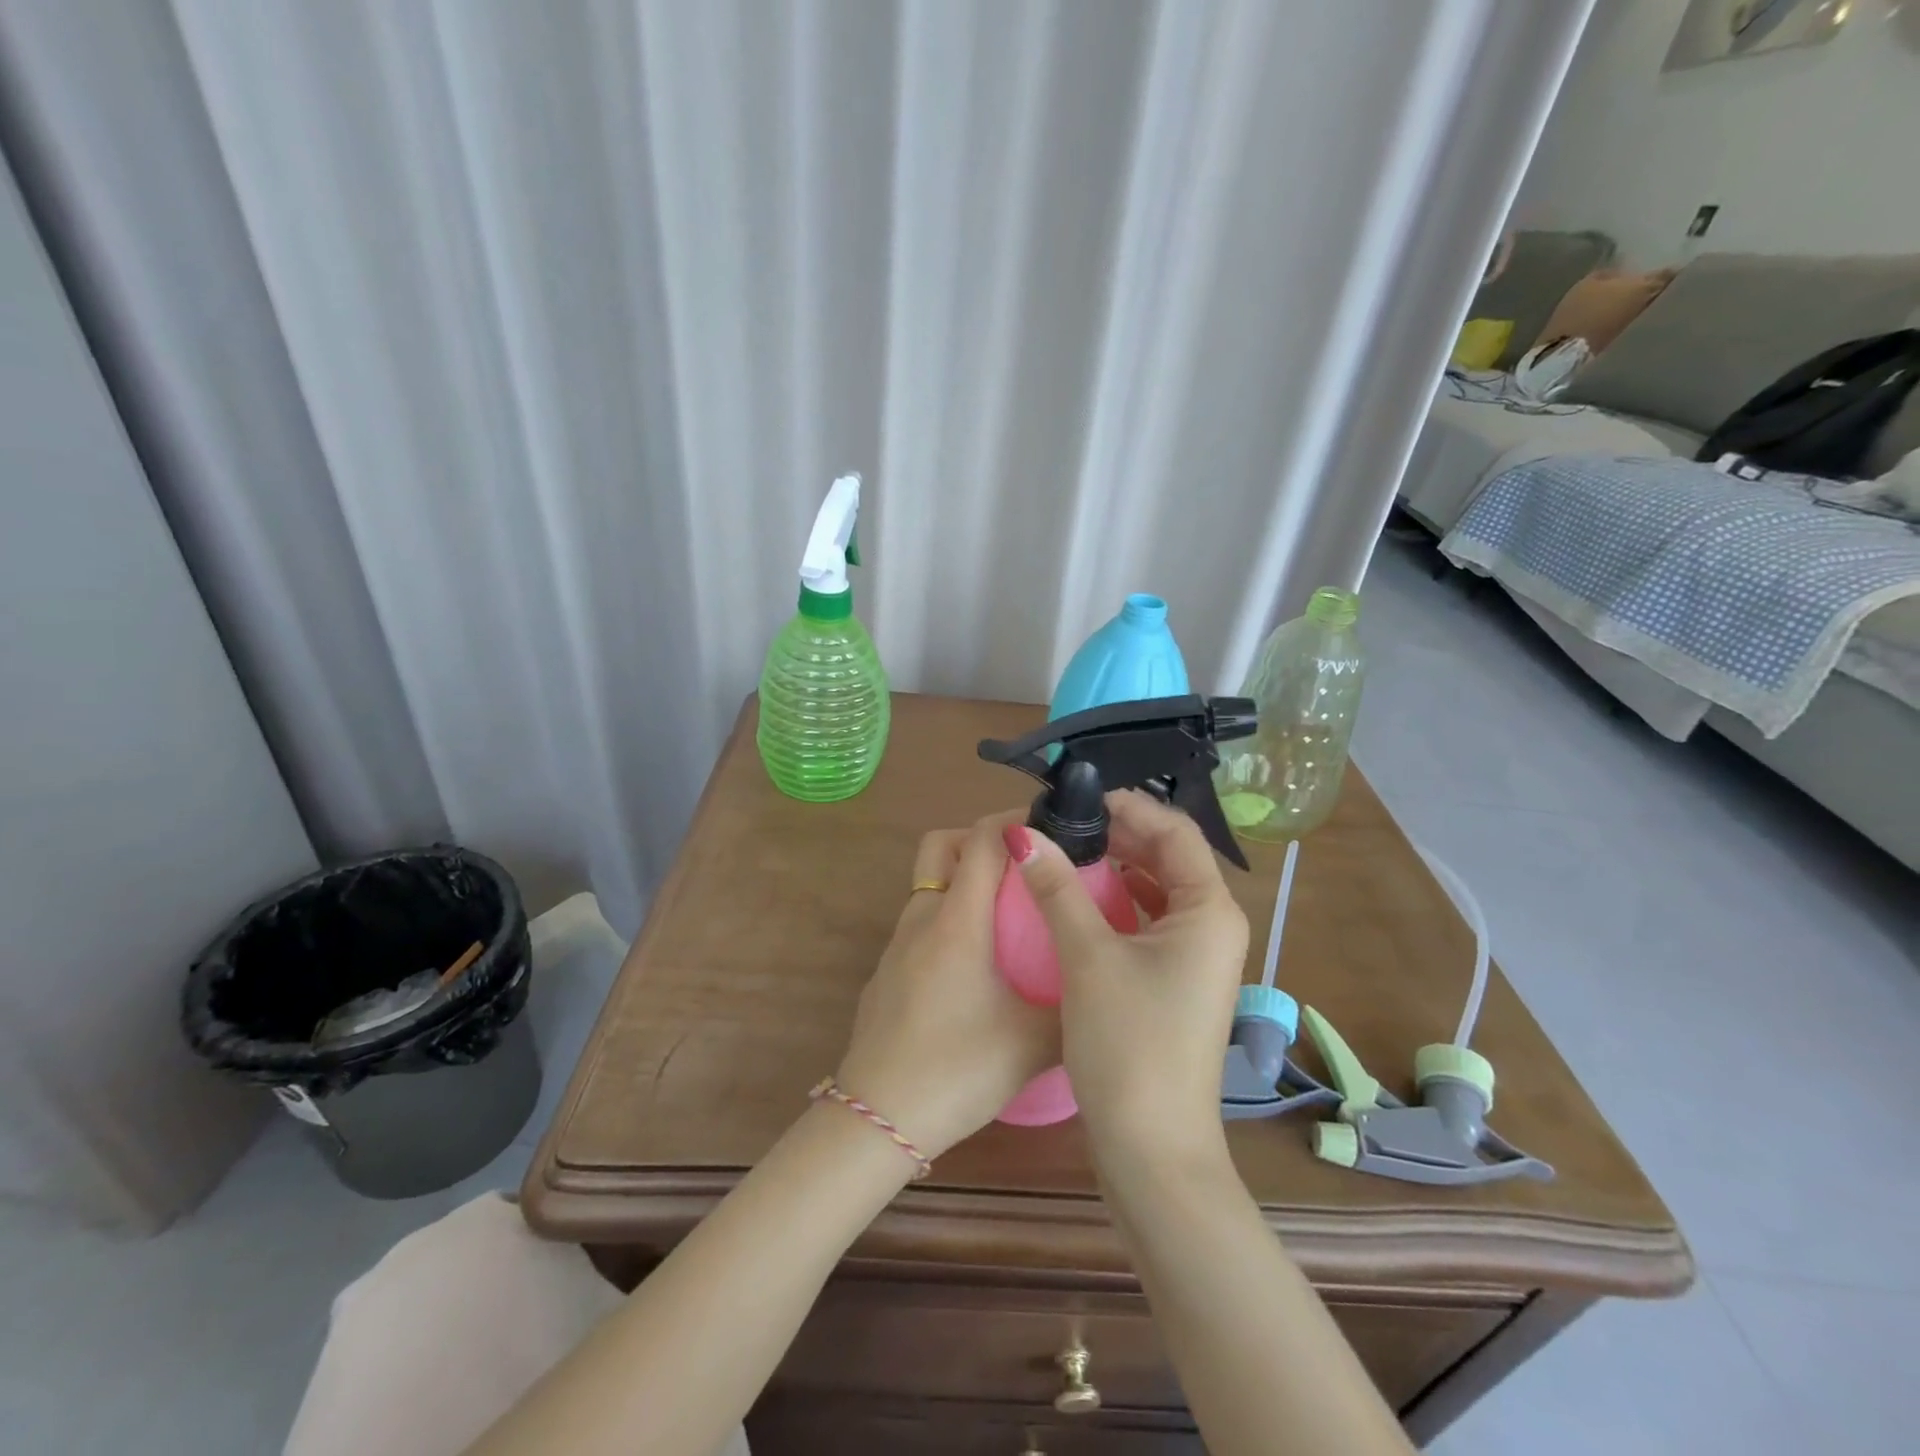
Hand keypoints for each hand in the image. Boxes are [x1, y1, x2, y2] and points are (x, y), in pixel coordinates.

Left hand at [833, 813, 1060, 1160]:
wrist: (876, 1117)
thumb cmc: (958, 1069)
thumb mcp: (1033, 1043)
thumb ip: (1073, 1006)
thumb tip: (1101, 986)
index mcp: (958, 920)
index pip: (982, 839)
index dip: (1015, 820)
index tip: (1051, 827)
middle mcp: (922, 918)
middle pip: (943, 844)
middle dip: (981, 839)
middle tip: (1023, 866)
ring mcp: (897, 944)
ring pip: (929, 883)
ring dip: (964, 879)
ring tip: (1007, 913)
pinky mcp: (887, 971)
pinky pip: (921, 921)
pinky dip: (949, 918)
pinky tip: (975, 964)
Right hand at [1005, 790, 1246, 1161]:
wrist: (1152, 1151)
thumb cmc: (1129, 1044)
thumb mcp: (1087, 957)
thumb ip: (1056, 888)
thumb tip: (1021, 833)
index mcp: (1209, 910)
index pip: (1175, 831)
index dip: (1129, 807)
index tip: (1077, 798)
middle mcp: (1213, 926)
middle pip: (1168, 858)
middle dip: (1119, 834)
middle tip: (1064, 822)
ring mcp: (1196, 958)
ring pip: (1157, 891)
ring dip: (1116, 868)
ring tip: (1067, 851)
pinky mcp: (1174, 982)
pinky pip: (1148, 922)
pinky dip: (1117, 903)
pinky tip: (1079, 899)